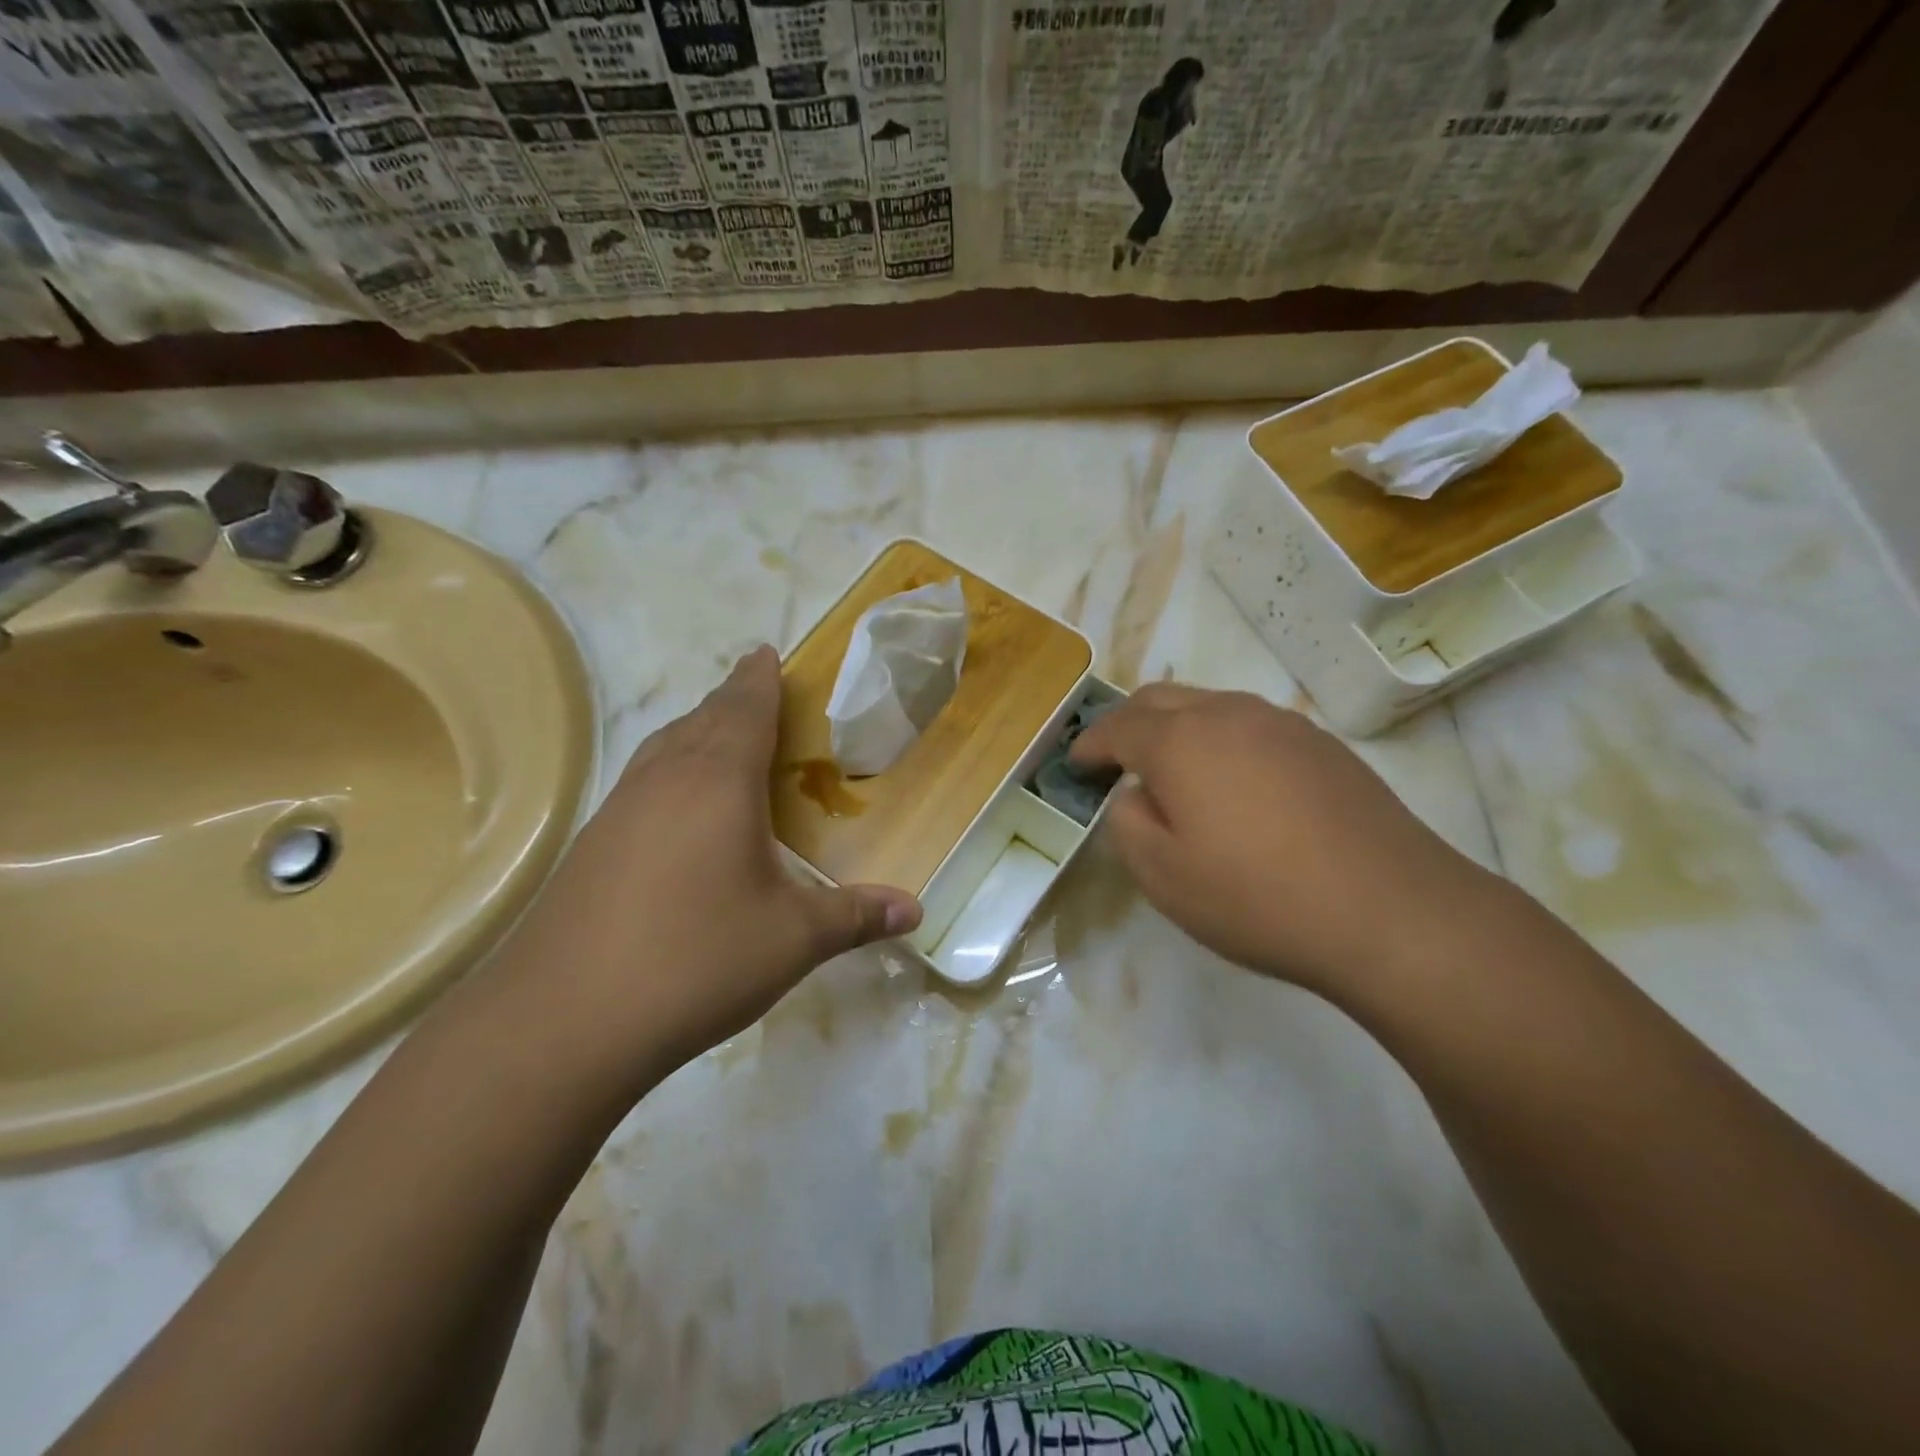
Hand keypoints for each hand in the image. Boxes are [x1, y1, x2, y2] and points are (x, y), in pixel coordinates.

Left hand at [485, 646, 920, 1093]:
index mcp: (718, 782)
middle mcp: (664, 781)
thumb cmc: (696, 959)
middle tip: (752, 687)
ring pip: (663, 748)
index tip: (765, 651)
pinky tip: (674, 806)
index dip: (759, 679)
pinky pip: (640, 782)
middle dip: (730, 698)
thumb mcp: (792, 939)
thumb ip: (855, 916)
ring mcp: (618, 810)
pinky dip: (668, 769)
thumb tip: (914, 909)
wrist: (563, 1021)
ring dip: (695, 730)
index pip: (744, 710)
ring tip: (717, 733)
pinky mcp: (590, 845)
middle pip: (701, 719)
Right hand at [1070, 684, 1498, 999]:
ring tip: (1171, 770)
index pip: (1118, 727)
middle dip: (1128, 723)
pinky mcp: (1322, 745)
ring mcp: (1282, 724)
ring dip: (1176, 727)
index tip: (1075, 763)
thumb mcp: (1163, 876)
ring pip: (1210, 706)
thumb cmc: (1258, 897)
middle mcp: (1228, 714)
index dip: (1090, 744)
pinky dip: (1220, 739)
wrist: (1390, 912)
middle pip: (1161, 699)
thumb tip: (1134, 795)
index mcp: (1180, 741)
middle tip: (1114, 759)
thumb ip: (1127, 823)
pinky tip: (1232, 783)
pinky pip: (1250, 725)